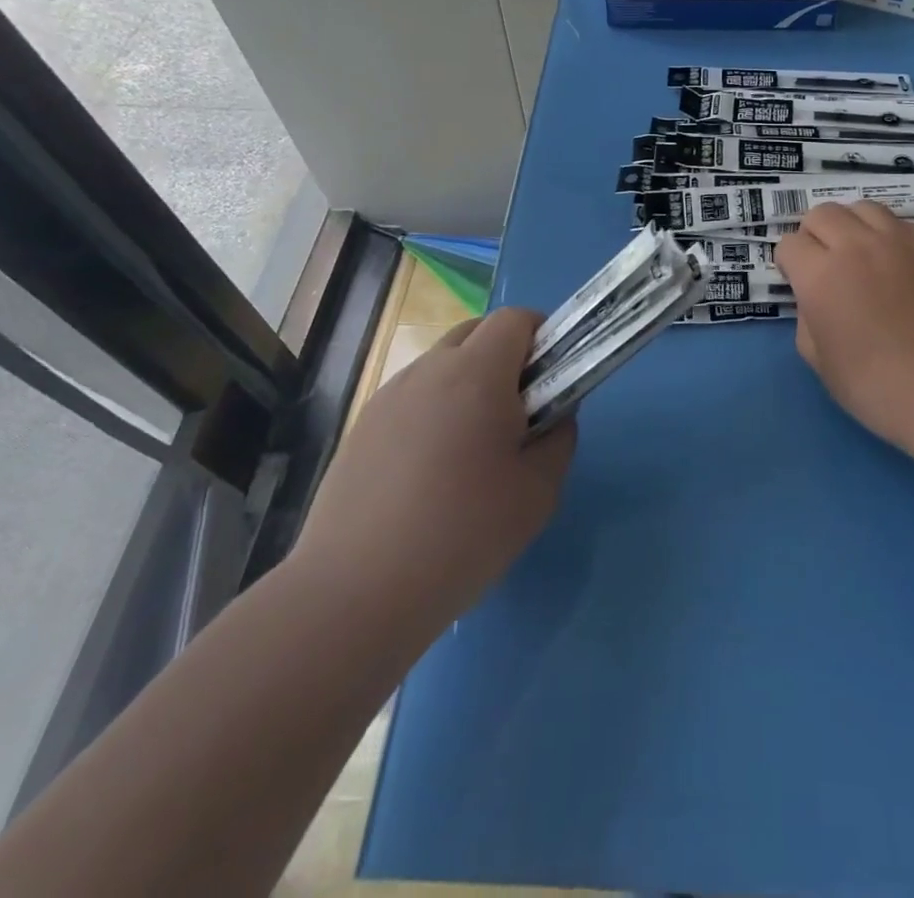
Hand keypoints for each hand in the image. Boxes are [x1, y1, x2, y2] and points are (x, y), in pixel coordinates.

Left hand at [295, 307, 575, 632]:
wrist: (355, 594)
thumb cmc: (462, 535)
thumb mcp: (538, 493)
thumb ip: (559, 438)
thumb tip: (555, 415)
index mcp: (476, 374)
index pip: (515, 319)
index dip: (542, 336)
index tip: (553, 377)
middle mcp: (428, 370)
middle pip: (476, 332)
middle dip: (506, 355)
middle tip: (519, 412)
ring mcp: (387, 397)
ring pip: (441, 365)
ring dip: (468, 383)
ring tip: (472, 449)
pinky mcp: (361, 429)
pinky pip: (412, 398)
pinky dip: (434, 410)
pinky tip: (430, 472)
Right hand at [777, 202, 913, 464]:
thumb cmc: (880, 387)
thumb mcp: (821, 364)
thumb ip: (807, 321)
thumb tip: (815, 300)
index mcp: (821, 275)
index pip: (789, 244)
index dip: (790, 265)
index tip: (800, 285)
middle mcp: (856, 246)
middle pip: (822, 214)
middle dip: (815, 235)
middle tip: (825, 265)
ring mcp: (899, 240)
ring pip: (863, 208)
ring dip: (852, 226)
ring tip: (861, 254)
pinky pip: (901, 223)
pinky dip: (889, 235)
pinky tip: (898, 264)